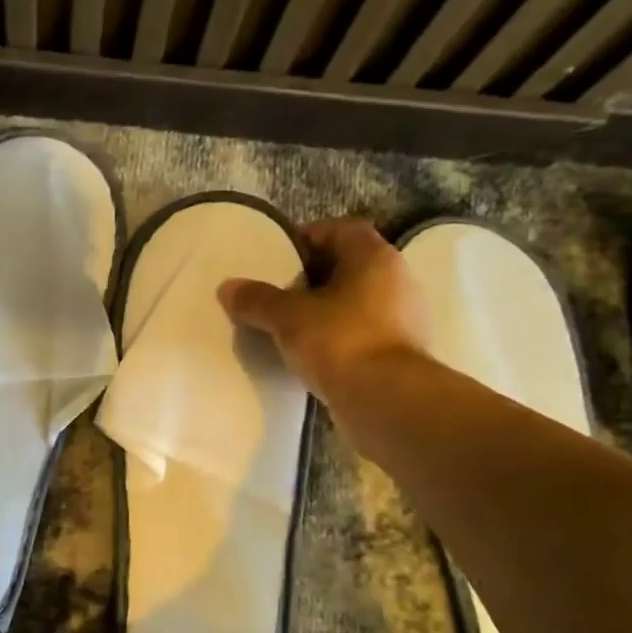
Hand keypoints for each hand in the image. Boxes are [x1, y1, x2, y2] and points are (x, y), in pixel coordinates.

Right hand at [218, 218, 429, 406]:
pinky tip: (313, 354)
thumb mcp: (288, 317)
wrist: (388, 402)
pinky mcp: (401, 354)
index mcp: (375, 258)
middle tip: (278, 292)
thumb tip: (227, 288)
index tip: (279, 255)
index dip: (308, 237)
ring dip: (326, 309)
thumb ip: (257, 299)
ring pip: (356, 302)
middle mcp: (397, 281)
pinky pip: (363, 333)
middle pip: (349, 267)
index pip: (342, 230)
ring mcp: (404, 319)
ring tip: (290, 325)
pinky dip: (339, 337)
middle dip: (313, 277)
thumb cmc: (341, 341)